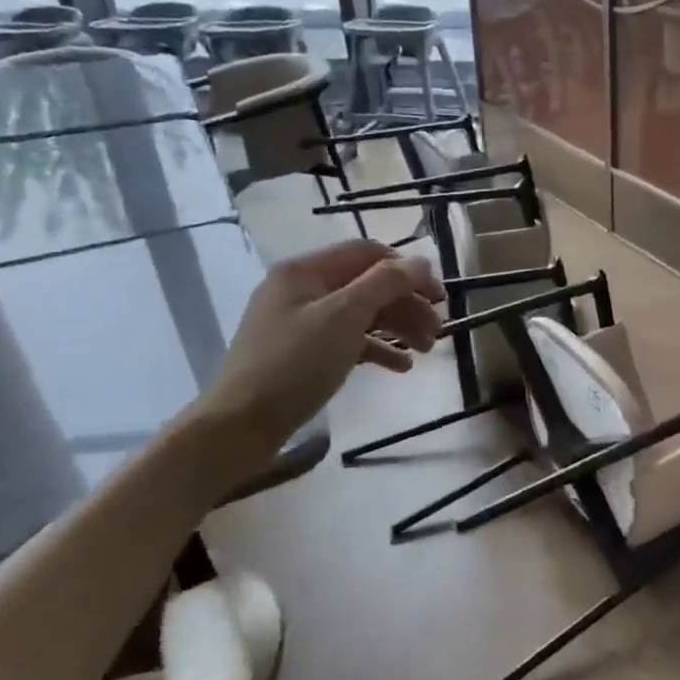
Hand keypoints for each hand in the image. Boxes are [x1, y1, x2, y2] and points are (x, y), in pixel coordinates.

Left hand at [195, 239, 443, 463]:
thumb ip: (386, 283)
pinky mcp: (302, 354)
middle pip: (367, 285)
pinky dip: (377, 349)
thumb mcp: (345, 316)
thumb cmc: (294, 363)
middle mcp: (301, 290)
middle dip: (406, 304)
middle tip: (438, 330)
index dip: (407, 270)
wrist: (240, 426)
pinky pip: (348, 341)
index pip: (368, 253)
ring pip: (361, 314)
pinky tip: (401, 367)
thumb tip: (422, 262)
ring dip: (398, 327)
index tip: (439, 296)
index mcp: (305, 271)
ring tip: (426, 351)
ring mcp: (300, 323)